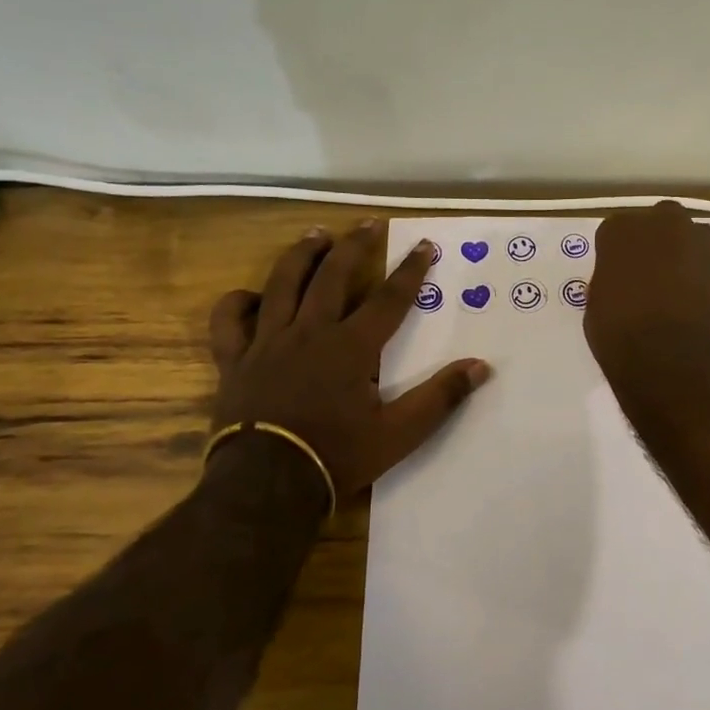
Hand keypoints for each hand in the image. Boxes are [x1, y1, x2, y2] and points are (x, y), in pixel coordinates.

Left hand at [207, 222, 491, 497]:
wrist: (266, 485)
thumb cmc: (337, 456)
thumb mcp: (399, 434)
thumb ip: (440, 398)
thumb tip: (480, 367)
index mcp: (351, 347)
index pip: (389, 299)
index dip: (410, 270)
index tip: (424, 244)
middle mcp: (310, 332)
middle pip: (333, 276)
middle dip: (354, 246)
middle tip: (367, 223)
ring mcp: (267, 343)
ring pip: (282, 284)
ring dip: (301, 256)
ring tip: (316, 234)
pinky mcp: (235, 361)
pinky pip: (229, 321)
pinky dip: (237, 302)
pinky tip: (251, 296)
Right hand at [584, 202, 709, 374]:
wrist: (678, 360)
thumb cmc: (622, 334)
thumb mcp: (597, 308)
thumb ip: (611, 284)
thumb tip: (622, 288)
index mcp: (623, 229)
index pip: (614, 234)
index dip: (615, 258)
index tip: (614, 279)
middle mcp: (665, 224)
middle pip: (659, 226)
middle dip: (654, 246)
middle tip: (645, 280)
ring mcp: (703, 245)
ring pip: (690, 244)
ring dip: (683, 261)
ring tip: (672, 297)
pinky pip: (708, 273)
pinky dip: (703, 286)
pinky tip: (694, 313)